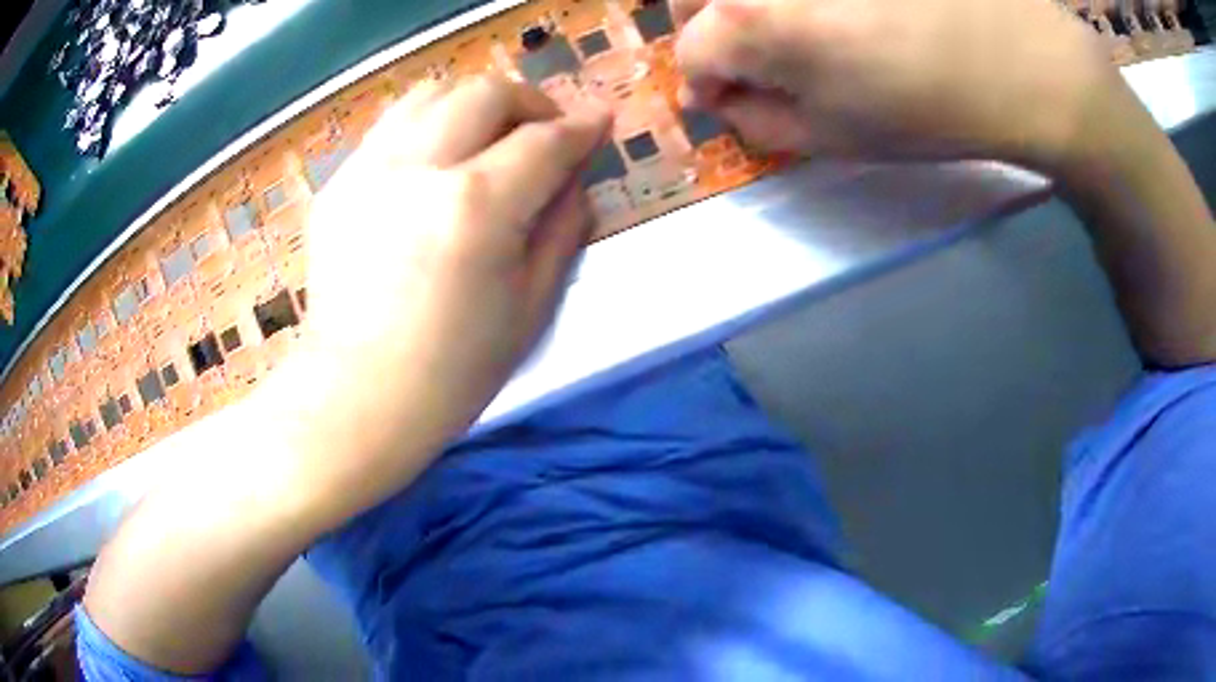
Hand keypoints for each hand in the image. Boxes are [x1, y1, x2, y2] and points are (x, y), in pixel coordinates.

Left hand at [286, 75, 610, 508]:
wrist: (356, 398)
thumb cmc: (453, 372)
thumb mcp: (532, 307)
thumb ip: (563, 227)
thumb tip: (573, 178)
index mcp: (475, 206)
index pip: (545, 141)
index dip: (581, 128)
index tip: (600, 122)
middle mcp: (417, 169)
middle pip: (486, 93)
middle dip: (530, 103)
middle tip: (544, 131)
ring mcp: (367, 171)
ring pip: (431, 94)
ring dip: (474, 104)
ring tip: (488, 138)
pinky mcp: (337, 186)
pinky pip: (390, 128)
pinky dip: (426, 129)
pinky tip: (434, 166)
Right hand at [674, 0, 1119, 169]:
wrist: (1022, 60)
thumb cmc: (931, 109)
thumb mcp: (836, 137)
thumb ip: (758, 119)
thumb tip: (721, 97)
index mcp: (750, 19)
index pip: (689, 52)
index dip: (705, 81)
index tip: (731, 97)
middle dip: (706, 27)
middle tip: (747, 52)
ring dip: (742, 3)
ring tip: (790, 25)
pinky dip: (799, 1)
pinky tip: (832, 13)